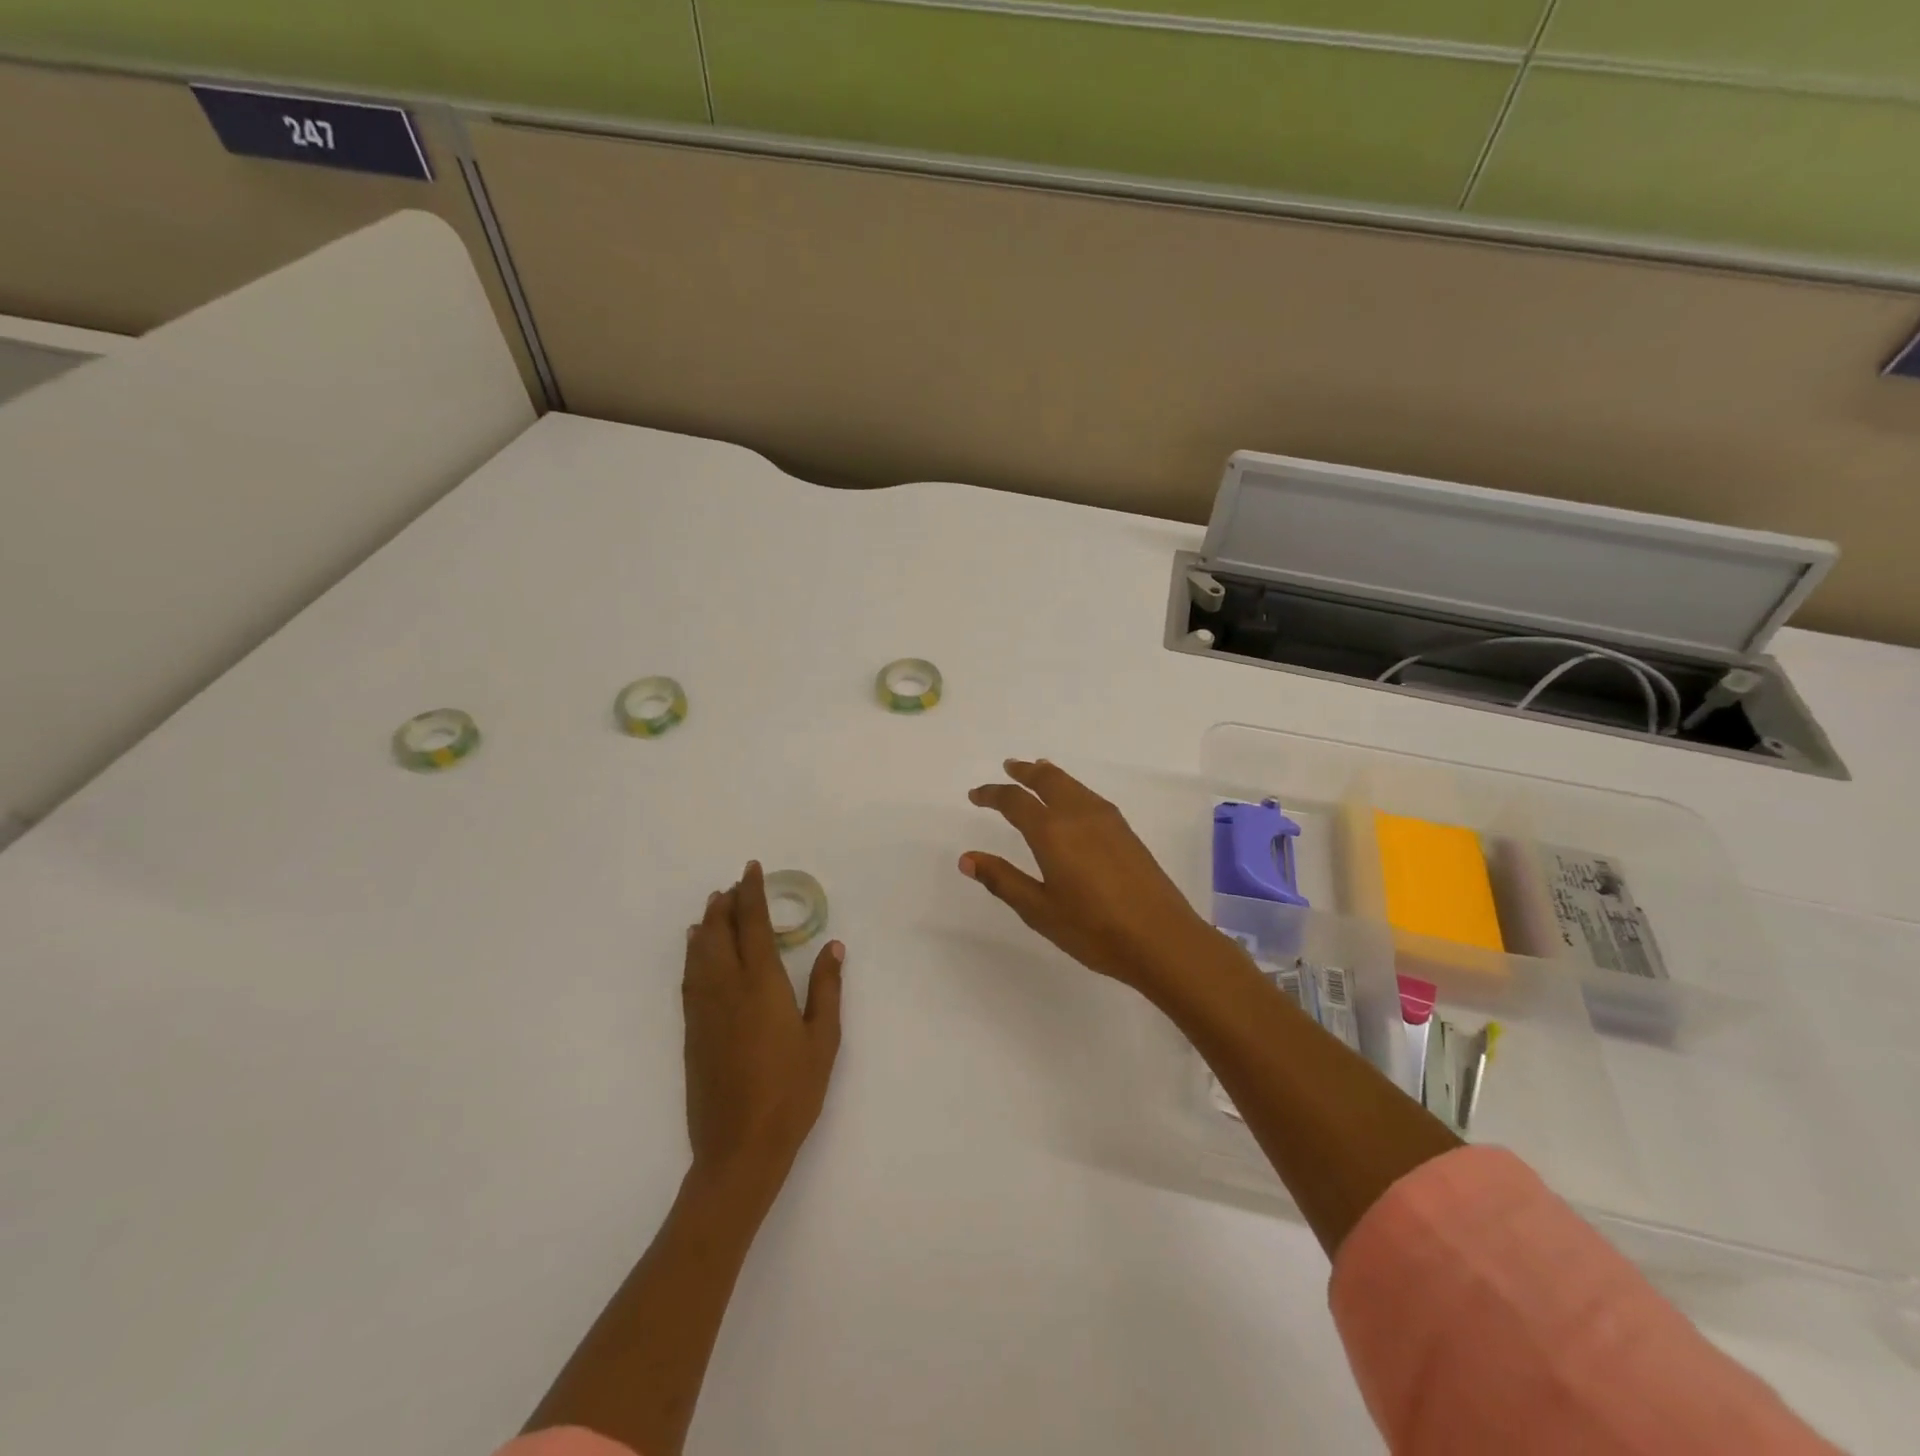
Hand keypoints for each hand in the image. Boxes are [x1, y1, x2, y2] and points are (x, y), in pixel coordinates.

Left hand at [682, 863, 844, 1197]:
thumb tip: (833, 946)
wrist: (739, 1148)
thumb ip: (826, 989)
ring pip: (699, 953)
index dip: (751, 894)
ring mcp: (704, 1010)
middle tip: (734, 885)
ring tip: (713, 907)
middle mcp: (726, 988)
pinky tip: (696, 952)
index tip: (751, 870)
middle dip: (726, 904)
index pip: (752, 925)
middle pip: (719, 933)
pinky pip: (689, 978)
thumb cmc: (791, 1092)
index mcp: (761, 985)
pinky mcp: (691, 1032)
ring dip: (706, 925)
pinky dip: (693, 954)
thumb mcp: (822, 1040)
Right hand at [961, 759, 1221, 995]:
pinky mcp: (1125, 831)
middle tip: (1009, 767)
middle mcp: (1078, 815)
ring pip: (1072, 784)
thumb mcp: (1039, 910)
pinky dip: (1070, 787)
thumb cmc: (1093, 929)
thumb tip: (967, 859)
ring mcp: (1107, 820)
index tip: (976, 795)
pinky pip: (1088, 795)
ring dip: (1050, 775)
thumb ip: (1003, 880)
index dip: (992, 794)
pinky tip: (1072, 801)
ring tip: (1037, 772)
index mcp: (1052, 832)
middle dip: (1025, 771)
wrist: (1162, 938)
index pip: (1014, 801)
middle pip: (1047, 779)